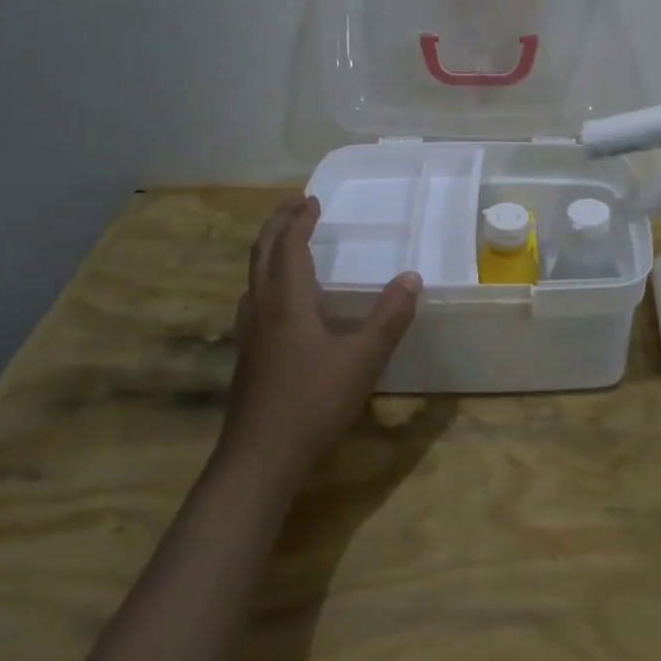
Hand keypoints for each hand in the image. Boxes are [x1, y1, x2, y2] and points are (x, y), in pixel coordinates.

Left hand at [218, 196, 420, 482]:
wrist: (258, 460)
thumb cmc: (313, 402)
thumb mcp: (363, 359)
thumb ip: (389, 317)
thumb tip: (412, 278)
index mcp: (287, 301)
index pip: (289, 246)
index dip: (299, 220)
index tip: (311, 199)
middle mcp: (262, 309)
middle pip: (262, 254)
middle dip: (277, 225)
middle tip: (293, 205)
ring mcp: (250, 336)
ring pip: (253, 279)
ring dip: (268, 252)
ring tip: (286, 246)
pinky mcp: (248, 359)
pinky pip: (254, 302)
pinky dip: (267, 282)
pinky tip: (281, 305)